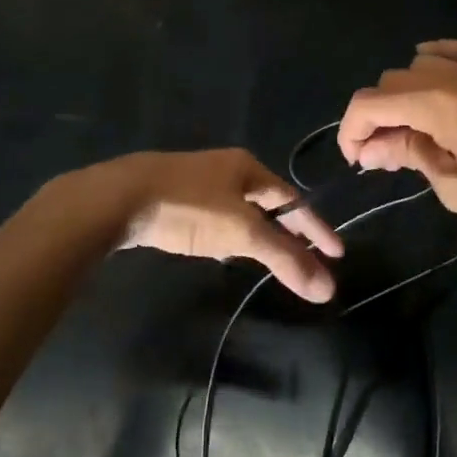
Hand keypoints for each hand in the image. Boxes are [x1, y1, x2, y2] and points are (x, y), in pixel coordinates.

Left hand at [80, 149, 343, 302]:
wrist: (120, 197)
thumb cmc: (190, 207)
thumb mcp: (242, 232)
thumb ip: (284, 259)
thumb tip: (327, 288)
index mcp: (248, 168)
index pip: (293, 199)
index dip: (315, 228)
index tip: (337, 253)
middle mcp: (226, 168)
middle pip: (268, 202)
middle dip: (289, 231)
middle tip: (308, 259)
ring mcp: (197, 181)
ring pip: (240, 209)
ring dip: (260, 233)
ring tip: (273, 258)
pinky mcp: (173, 197)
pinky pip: (215, 216)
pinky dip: (230, 234)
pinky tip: (222, 250)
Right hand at [337, 40, 456, 237]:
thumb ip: (413, 159)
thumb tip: (377, 148)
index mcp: (432, 104)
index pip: (369, 104)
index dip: (351, 130)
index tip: (357, 159)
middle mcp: (446, 76)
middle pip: (389, 84)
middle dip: (377, 118)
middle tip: (386, 155)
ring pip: (417, 65)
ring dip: (403, 94)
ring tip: (413, 127)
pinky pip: (456, 49)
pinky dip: (436, 58)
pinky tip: (434, 72)